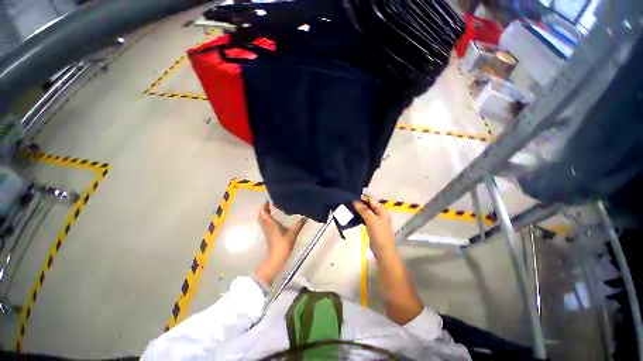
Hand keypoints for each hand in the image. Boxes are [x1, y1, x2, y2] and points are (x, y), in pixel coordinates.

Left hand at [259, 202, 306, 262]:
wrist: (277, 256)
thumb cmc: (284, 243)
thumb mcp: (294, 232)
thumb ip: (300, 224)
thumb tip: (307, 216)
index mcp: (270, 223)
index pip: (263, 212)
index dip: (263, 205)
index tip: (268, 200)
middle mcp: (266, 225)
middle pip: (261, 215)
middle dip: (264, 208)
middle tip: (270, 203)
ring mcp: (266, 230)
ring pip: (262, 219)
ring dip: (264, 213)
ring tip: (271, 208)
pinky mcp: (267, 234)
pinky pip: (264, 223)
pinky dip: (266, 218)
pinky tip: (273, 218)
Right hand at [353, 195, 395, 257]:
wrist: (383, 251)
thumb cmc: (379, 234)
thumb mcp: (372, 220)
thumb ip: (364, 210)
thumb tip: (355, 200)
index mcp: (382, 210)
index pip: (371, 200)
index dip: (362, 197)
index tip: (352, 196)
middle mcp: (379, 213)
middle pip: (368, 205)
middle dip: (359, 203)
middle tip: (348, 201)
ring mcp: (375, 220)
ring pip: (366, 211)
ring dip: (358, 209)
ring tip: (348, 206)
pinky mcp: (371, 226)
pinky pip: (364, 218)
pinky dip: (359, 215)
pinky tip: (352, 214)